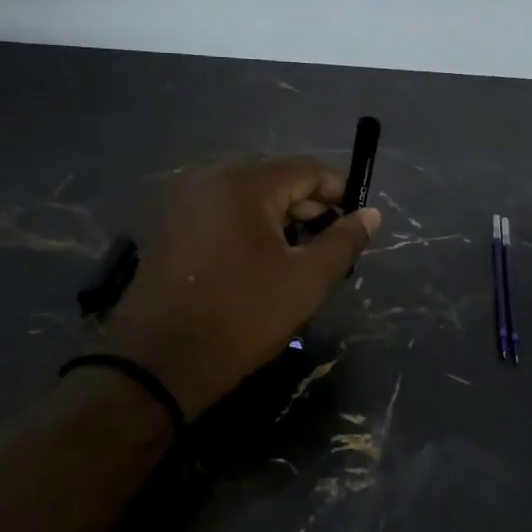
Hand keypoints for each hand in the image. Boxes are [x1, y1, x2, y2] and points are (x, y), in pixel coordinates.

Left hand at [97, 158, 380, 419]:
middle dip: (309, 207)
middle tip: (331, 245)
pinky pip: (221, 211)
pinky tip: (259, 260)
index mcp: (245, 183)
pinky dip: (248, 226)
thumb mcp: (306, 281)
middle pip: (275, 178)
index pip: (307, 169)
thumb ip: (344, 241)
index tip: (358, 221)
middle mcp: (210, 178)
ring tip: (299, 256)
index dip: (340, 191)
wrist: (160, 362)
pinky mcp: (169, 224)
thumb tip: (371, 214)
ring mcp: (184, 200)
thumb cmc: (243, 317)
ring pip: (248, 196)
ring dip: (279, 218)